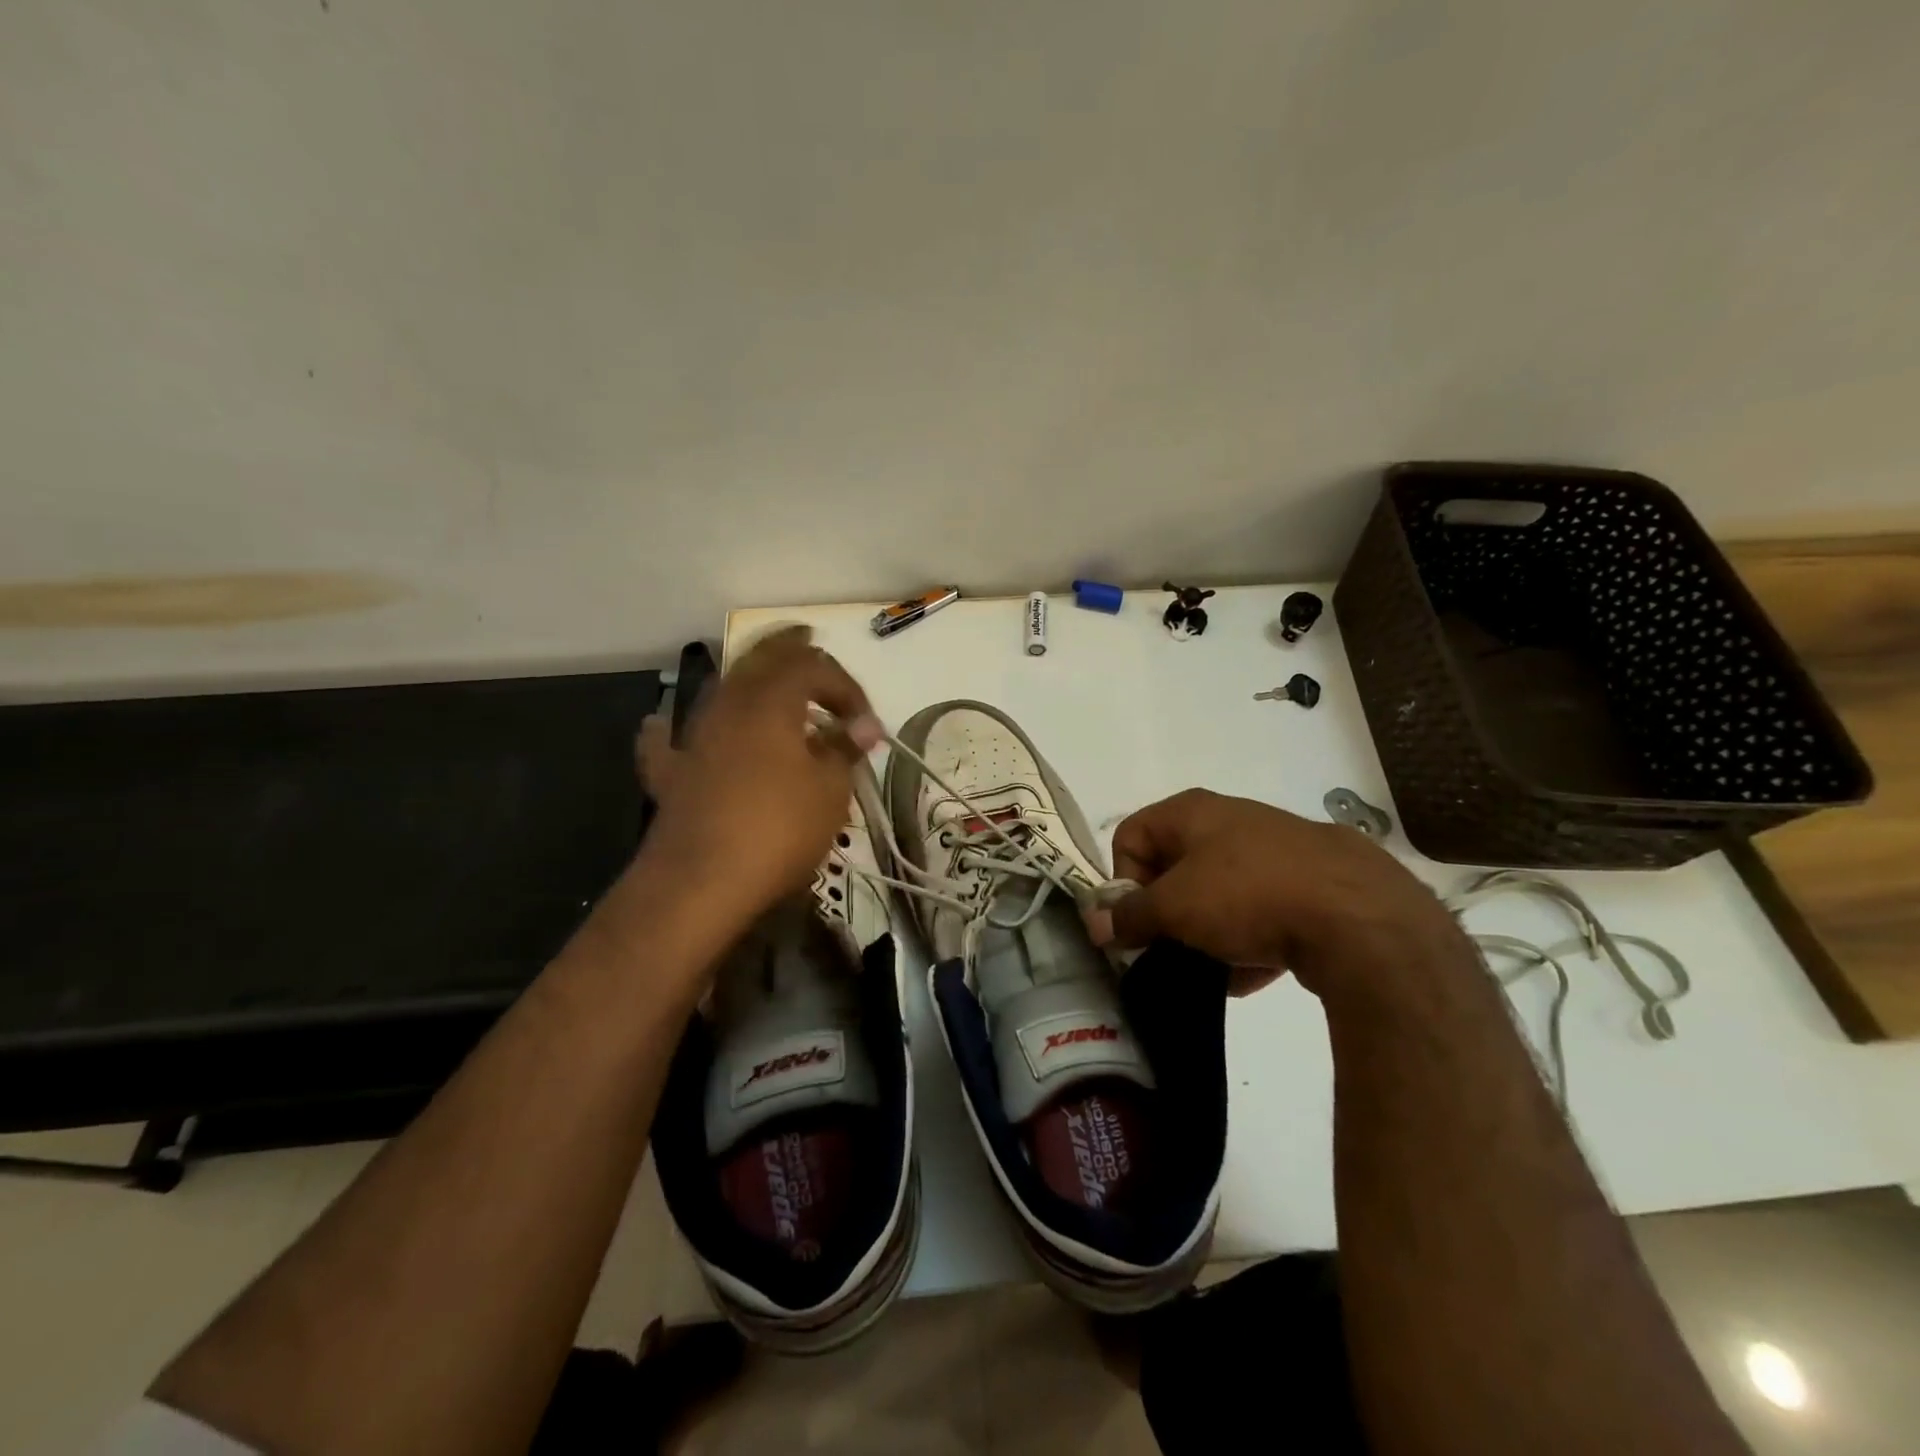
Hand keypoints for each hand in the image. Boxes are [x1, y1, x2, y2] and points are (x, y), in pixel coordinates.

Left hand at [633, 626, 881, 934]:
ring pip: (720, 691)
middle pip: (759, 660)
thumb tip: (861, 728)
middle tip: (808, 638)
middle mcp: (728, 706)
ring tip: (767, 685)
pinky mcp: (672, 774)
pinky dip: (671, 729)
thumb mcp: (829, 791)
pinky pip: (668, 741)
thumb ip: (844, 750)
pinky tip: (663, 725)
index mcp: (771, 701)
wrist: (700, 883)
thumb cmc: (777, 829)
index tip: (867, 724)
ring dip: (748, 683)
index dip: (846, 687)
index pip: (814, 668)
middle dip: (788, 649)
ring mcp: (694, 738)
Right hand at [1093, 789, 1464, 1001]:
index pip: (1131, 835)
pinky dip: (1247, 941)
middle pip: (1175, 866)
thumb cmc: (1247, 895)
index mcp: (1193, 811)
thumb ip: (1129, 916)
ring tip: (1211, 968)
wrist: (1361, 917)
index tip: (1139, 922)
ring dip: (1206, 931)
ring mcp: (1276, 850)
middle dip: (1166, 911)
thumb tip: (1095, 923)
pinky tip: (1249, 976)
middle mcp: (1232, 820)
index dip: (1124, 881)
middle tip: (1169, 947)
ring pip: (1220, 892)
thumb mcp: (1175, 907)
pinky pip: (1262, 912)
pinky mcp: (1313, 884)